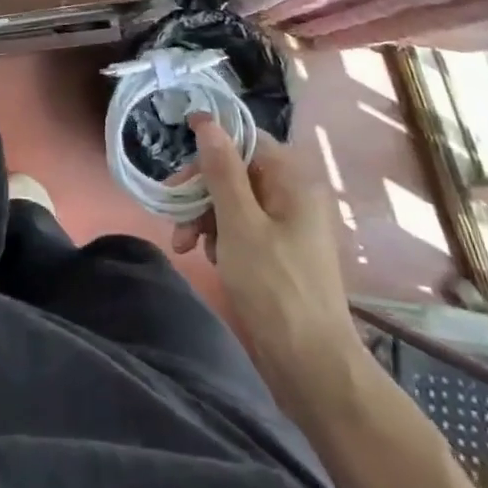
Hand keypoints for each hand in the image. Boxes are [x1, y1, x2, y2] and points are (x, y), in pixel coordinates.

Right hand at [172, 114, 363, 400]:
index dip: (210, 144)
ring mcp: (288, 227)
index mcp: (292, 181)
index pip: (246, 140)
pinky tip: (210, 259)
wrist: (313, 368)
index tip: (177, 163)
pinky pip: (243, 228)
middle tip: (174, 216)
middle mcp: (293, 196)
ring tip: (186, 246)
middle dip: (201, 191)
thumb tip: (208, 119)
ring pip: (235, 201)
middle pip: (236, 171)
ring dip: (205, 217)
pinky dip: (221, 238)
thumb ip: (222, 170)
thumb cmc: (275, 288)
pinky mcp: (280, 254)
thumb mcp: (239, 223)